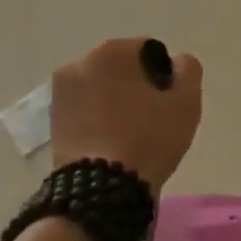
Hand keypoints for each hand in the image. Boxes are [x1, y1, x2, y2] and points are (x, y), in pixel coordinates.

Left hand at [49, 38, 203, 189]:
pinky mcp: (51, 119)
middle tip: (152, 118)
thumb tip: (177, 62)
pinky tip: (110, 141)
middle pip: (122, 68)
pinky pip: (85, 108)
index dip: (164, 76)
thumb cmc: (148, 138)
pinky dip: (98, 117)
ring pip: (102, 88)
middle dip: (137, 85)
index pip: (149, 52)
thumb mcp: (186, 101)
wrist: (101, 189)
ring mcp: (60, 91)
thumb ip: (188, 69)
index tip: (168, 102)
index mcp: (113, 52)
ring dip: (116, 101)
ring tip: (130, 133)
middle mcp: (80, 62)